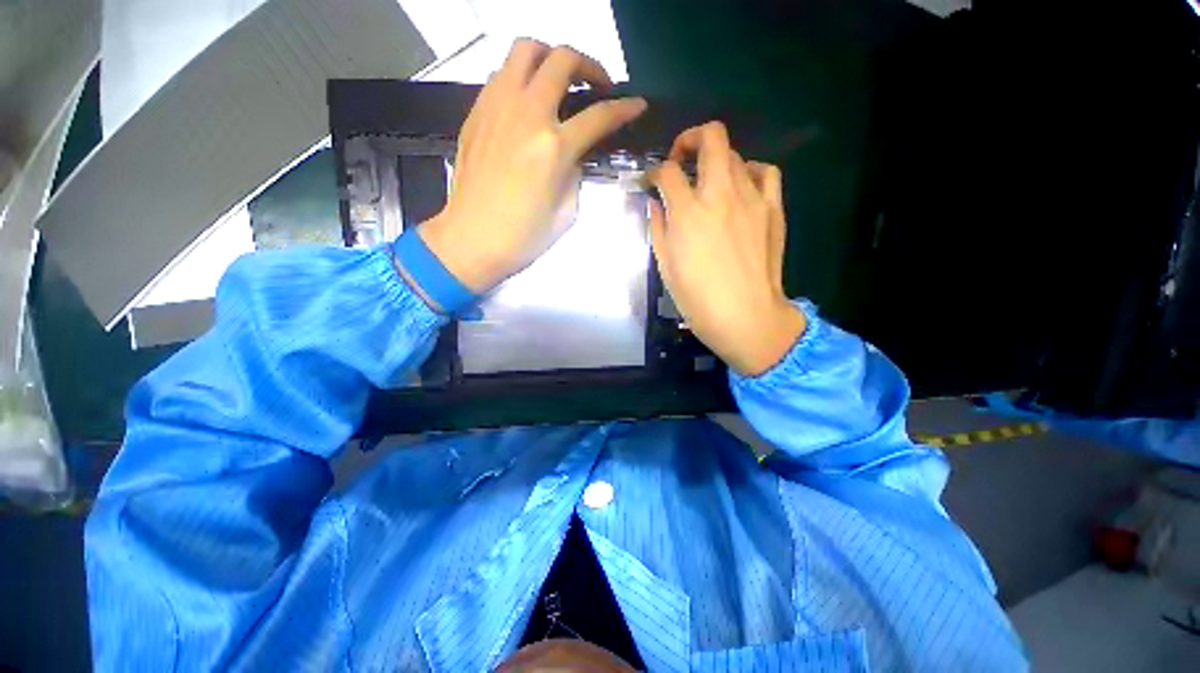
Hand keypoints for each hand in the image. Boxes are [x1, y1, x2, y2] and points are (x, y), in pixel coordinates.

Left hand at [419, 40, 647, 292]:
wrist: (472, 240)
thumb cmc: (524, 236)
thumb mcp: (567, 211)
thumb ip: (575, 174)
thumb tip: (574, 153)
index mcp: (554, 148)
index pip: (599, 116)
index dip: (624, 108)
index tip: (637, 105)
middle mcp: (527, 115)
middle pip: (563, 60)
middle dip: (590, 66)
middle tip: (598, 86)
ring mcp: (497, 107)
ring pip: (525, 50)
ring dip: (551, 59)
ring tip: (560, 82)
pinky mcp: (477, 113)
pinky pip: (501, 74)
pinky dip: (521, 77)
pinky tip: (528, 102)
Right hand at [649, 122, 805, 376]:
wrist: (746, 317)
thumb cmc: (697, 299)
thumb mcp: (665, 266)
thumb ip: (658, 227)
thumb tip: (656, 203)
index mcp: (688, 212)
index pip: (666, 171)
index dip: (654, 172)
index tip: (652, 183)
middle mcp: (720, 194)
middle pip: (710, 138)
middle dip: (689, 140)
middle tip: (680, 159)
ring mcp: (751, 198)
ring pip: (735, 154)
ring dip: (716, 161)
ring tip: (709, 182)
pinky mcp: (773, 208)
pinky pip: (766, 172)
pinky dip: (751, 170)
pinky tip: (742, 185)